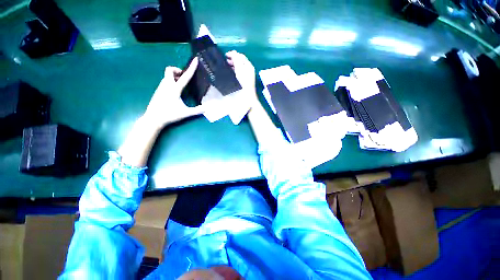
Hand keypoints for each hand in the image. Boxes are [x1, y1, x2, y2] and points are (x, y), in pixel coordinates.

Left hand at [143, 57, 203, 128]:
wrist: (153, 118)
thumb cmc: (170, 115)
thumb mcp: (186, 113)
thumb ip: (197, 110)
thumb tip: (207, 108)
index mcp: (174, 89)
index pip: (185, 76)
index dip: (191, 68)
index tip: (195, 60)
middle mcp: (166, 85)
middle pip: (169, 70)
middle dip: (177, 70)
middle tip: (183, 78)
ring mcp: (160, 87)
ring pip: (167, 76)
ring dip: (174, 77)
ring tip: (181, 85)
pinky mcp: (158, 91)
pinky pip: (165, 81)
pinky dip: (171, 81)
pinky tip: (175, 91)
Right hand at [226, 50, 257, 103]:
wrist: (247, 95)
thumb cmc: (243, 82)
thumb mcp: (239, 69)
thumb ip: (236, 59)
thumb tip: (233, 52)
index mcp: (249, 65)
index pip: (241, 56)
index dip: (233, 54)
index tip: (225, 55)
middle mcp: (249, 69)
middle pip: (240, 61)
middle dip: (233, 59)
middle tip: (225, 61)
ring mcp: (247, 76)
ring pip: (239, 67)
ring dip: (233, 65)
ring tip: (227, 66)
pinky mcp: (245, 81)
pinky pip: (239, 73)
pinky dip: (234, 71)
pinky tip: (230, 73)